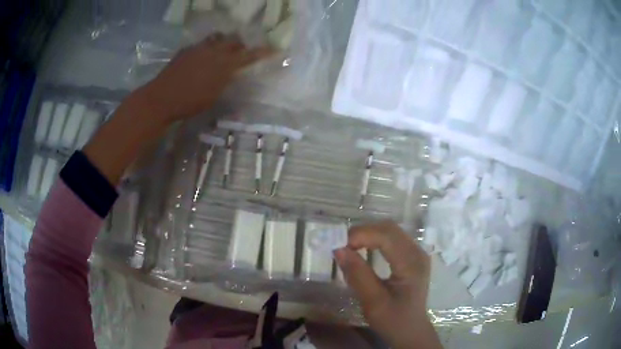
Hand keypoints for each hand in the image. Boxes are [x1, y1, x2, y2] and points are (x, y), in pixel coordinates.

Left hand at [139, 35, 272, 122]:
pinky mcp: (186, 50)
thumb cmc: (190, 103)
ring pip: (217, 38)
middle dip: (241, 45)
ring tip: (222, 50)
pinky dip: (207, 47)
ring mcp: (199, 48)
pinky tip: (202, 56)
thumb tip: (233, 78)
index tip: (274, 49)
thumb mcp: (213, 98)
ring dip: (224, 42)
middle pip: (233, 40)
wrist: (162, 98)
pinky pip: (202, 43)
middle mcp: (214, 51)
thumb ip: (225, 83)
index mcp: (224, 64)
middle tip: (241, 52)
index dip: (263, 52)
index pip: (249, 55)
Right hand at [334, 221, 441, 348]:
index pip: (386, 236)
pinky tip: (363, 249)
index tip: (338, 246)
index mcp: (411, 263)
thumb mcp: (373, 302)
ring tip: (349, 247)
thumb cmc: (394, 320)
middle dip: (363, 232)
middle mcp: (417, 252)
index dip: (361, 235)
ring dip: (368, 235)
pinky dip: (374, 240)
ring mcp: (416, 253)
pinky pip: (392, 239)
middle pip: (389, 229)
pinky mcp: (412, 256)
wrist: (411, 331)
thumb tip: (339, 249)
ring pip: (390, 231)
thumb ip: (358, 275)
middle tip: (341, 246)